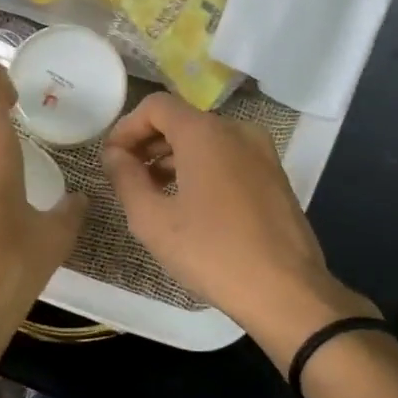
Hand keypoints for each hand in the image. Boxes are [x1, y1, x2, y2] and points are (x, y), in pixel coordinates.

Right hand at [102, 93, 375, 364]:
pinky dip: (203, 169)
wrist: (285, 291)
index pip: (156, 106)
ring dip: (175, 158)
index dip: (127, 127)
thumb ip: (126, 178)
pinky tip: (190, 205)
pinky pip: (229, 159)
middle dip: (149, 144)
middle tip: (126, 177)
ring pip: (207, 141)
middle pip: (183, 121)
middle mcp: (237, 131)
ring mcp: (262, 153)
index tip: (112, 159)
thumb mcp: (152, 220)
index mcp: (205, 133)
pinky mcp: (275, 177)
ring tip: (153, 194)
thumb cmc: (211, 252)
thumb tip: (115, 154)